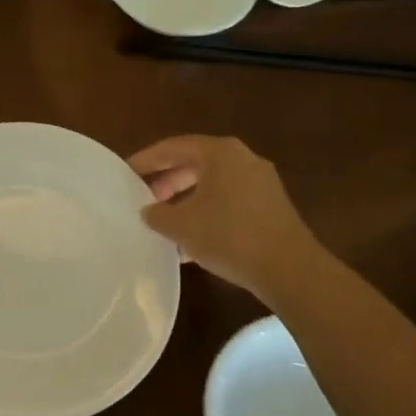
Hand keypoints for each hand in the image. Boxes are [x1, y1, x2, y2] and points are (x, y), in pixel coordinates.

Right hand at [128, 135, 320, 296]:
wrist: (289, 268)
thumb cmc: (229, 235)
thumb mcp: (182, 226)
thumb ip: (158, 214)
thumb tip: (149, 211)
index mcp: (220, 153)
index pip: (174, 147)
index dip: (147, 160)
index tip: (126, 172)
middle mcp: (243, 159)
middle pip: (195, 164)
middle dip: (168, 181)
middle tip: (145, 199)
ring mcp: (261, 182)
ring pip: (213, 185)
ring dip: (186, 201)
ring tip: (165, 223)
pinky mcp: (270, 207)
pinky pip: (229, 201)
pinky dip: (207, 213)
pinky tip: (191, 241)